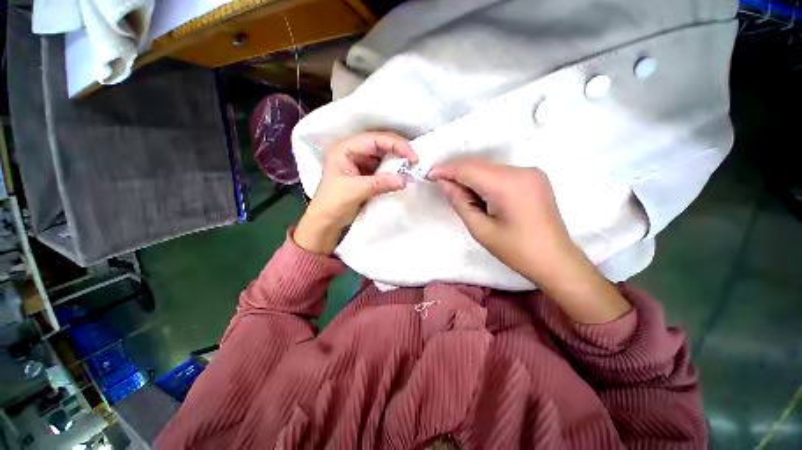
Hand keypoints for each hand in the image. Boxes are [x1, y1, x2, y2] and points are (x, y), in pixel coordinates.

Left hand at [294, 132, 417, 254]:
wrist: (326, 220)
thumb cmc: (334, 203)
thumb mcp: (356, 191)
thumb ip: (381, 183)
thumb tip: (405, 180)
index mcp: (345, 149)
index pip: (375, 139)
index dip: (396, 144)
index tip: (412, 156)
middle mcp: (353, 151)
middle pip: (380, 144)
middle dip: (398, 151)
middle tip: (415, 161)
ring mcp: (360, 162)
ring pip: (383, 155)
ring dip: (397, 161)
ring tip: (411, 167)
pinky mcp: (366, 173)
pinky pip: (383, 167)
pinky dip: (393, 170)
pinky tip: (402, 174)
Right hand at [428, 158, 573, 282]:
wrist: (555, 259)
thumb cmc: (516, 250)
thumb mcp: (481, 229)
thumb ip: (460, 202)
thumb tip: (444, 184)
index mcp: (508, 185)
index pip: (469, 169)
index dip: (446, 170)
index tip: (430, 176)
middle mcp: (521, 171)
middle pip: (479, 165)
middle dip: (457, 173)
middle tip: (441, 185)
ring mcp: (530, 172)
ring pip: (489, 168)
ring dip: (470, 177)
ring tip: (460, 194)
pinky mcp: (533, 177)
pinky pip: (501, 173)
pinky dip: (484, 180)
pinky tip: (479, 194)